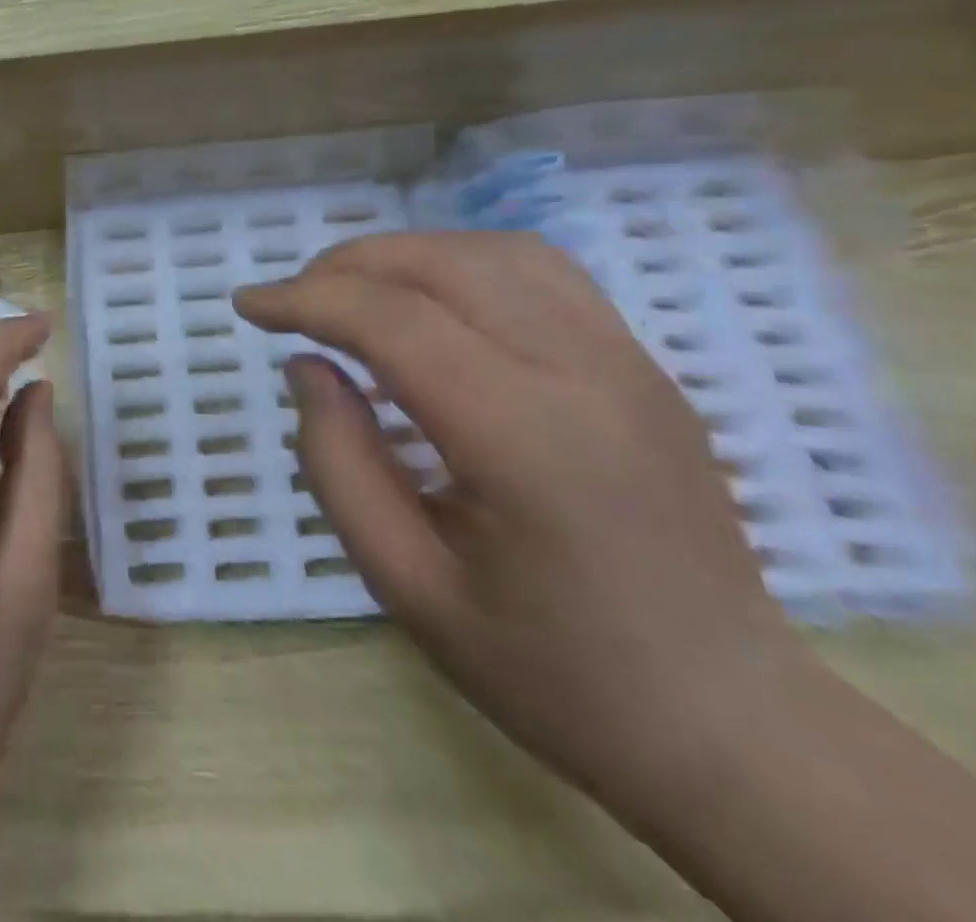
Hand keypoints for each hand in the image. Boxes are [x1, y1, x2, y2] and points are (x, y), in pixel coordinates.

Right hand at [234, 232, 811, 819]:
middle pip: (442, 265)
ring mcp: (627, 361)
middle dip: (345, 267)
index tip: (247, 305)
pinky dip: (462, 262)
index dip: (305, 300)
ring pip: (493, 252)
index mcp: (527, 440)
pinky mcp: (642, 365)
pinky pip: (540, 272)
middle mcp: (586, 375)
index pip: (393, 322)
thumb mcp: (406, 585)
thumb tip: (307, 365)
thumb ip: (338, 462)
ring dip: (403, 256)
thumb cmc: (551, 671)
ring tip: (350, 294)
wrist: (728, 723)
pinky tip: (429, 301)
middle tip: (291, 303)